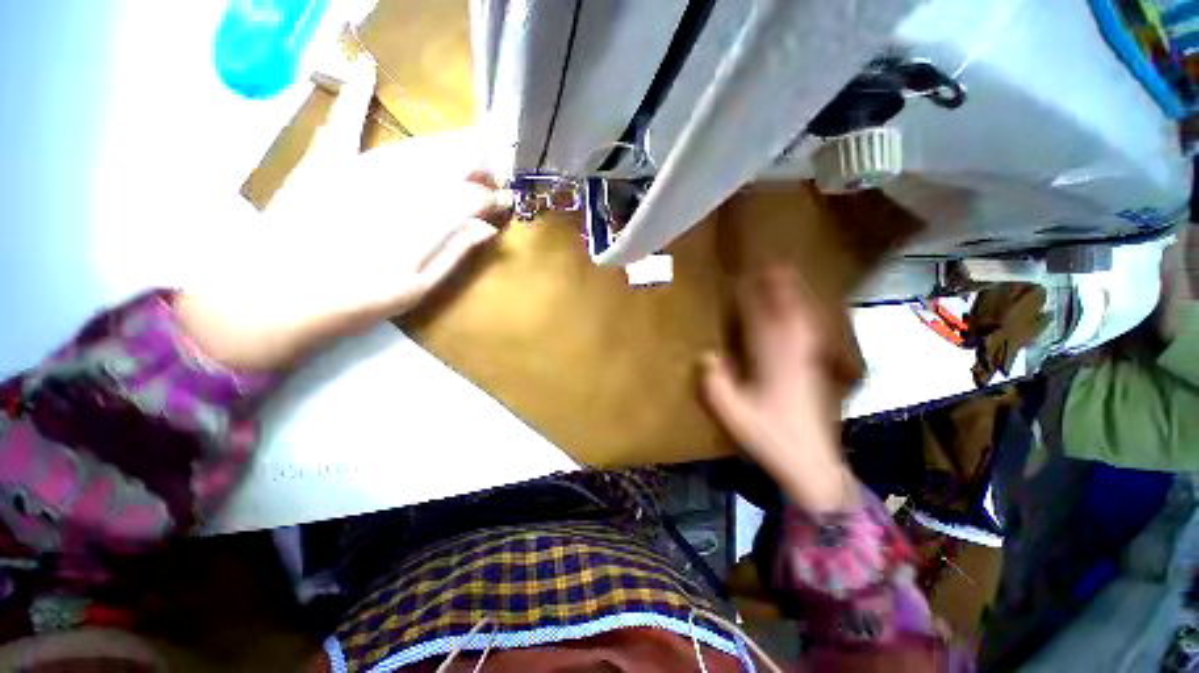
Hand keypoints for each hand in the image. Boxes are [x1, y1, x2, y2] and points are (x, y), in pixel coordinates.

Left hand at [178, 56, 507, 370]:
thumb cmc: (355, 302)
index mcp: (422, 226)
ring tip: (472, 145)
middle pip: (448, 164)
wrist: (276, 298)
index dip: (492, 196)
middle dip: (479, 162)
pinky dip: (356, 97)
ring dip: (449, 143)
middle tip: (495, 171)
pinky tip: (368, 69)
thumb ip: (455, 254)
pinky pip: (345, 124)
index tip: (505, 200)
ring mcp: (358, 172)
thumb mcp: (417, 288)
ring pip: (415, 148)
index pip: (469, 199)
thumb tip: (488, 228)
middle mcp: (397, 191)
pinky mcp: (325, 164)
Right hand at [701, 266, 855, 512]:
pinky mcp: (818, 370)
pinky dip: (807, 316)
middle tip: (772, 264)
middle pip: (789, 311)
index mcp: (773, 362)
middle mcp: (795, 354)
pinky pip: (812, 333)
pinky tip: (804, 313)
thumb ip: (716, 385)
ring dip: (795, 296)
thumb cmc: (771, 439)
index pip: (762, 319)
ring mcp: (810, 361)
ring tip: (788, 278)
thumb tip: (706, 355)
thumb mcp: (733, 415)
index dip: (754, 295)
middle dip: (780, 286)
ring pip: (804, 319)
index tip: (745, 275)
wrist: (813, 465)